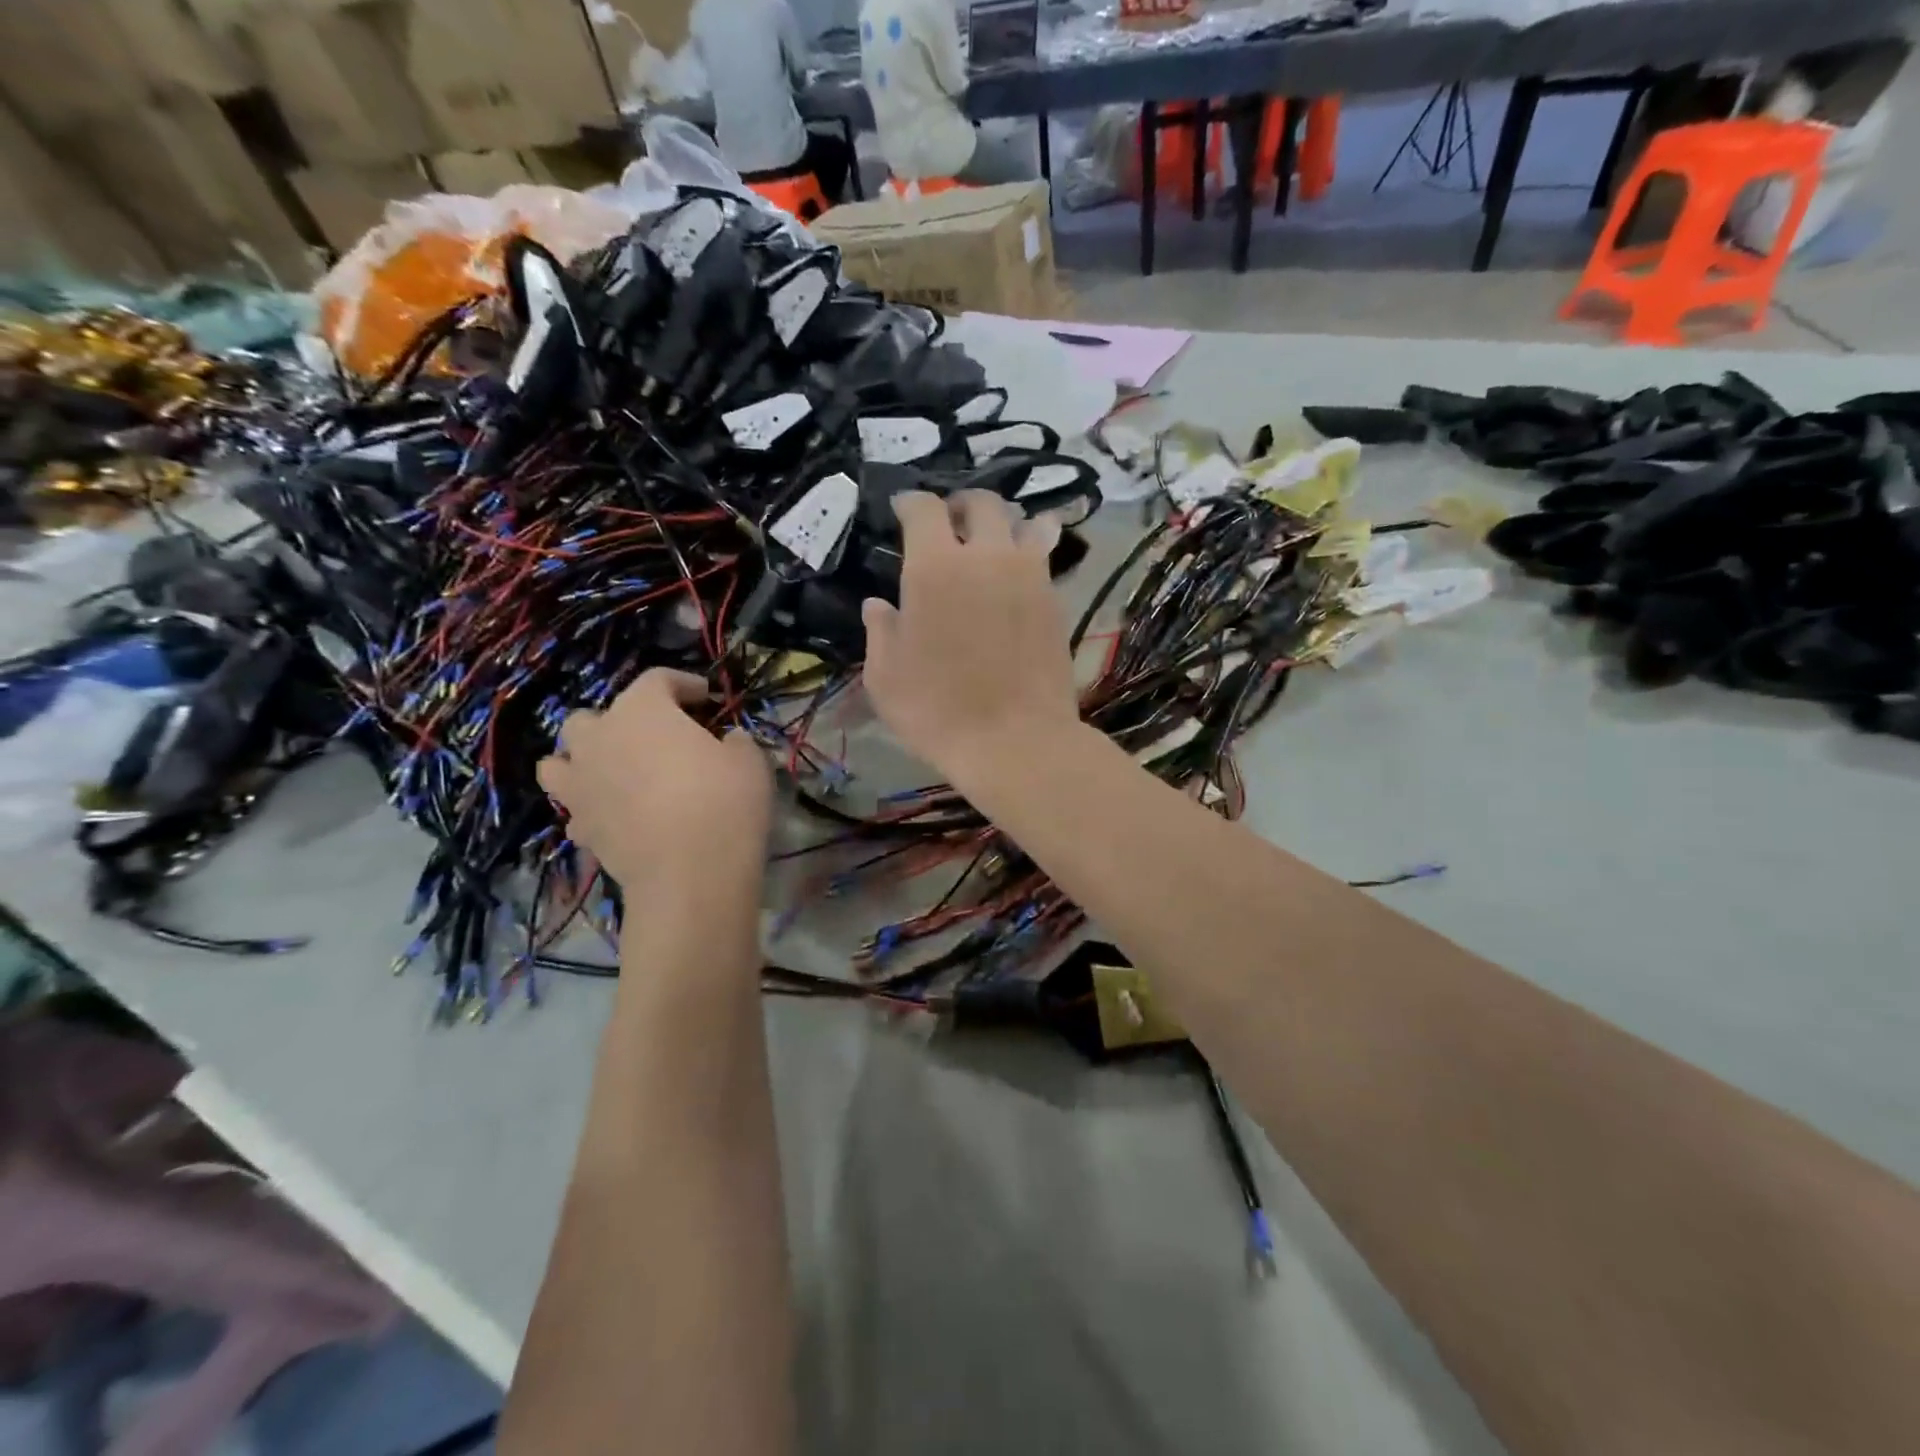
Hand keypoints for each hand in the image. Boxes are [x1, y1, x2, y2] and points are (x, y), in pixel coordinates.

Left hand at [537, 670, 772, 903]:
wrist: (689, 873)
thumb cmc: (724, 801)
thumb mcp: (749, 760)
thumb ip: (735, 740)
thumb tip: (727, 741)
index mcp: (642, 709)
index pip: (657, 679)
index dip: (684, 683)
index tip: (705, 697)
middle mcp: (600, 737)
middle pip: (594, 715)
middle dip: (622, 721)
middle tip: (656, 737)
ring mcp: (581, 783)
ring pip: (560, 758)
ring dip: (585, 758)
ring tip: (614, 770)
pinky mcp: (579, 825)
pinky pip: (574, 804)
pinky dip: (590, 803)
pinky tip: (616, 813)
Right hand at [862, 491, 1082, 784]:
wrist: (1015, 742)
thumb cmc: (937, 711)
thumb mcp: (886, 678)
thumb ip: (880, 632)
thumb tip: (877, 605)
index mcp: (935, 567)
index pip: (925, 509)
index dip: (911, 503)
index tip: (903, 510)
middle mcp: (987, 557)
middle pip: (983, 504)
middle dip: (962, 505)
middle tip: (951, 523)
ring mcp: (1029, 576)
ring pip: (1025, 524)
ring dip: (1006, 524)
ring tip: (994, 542)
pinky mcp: (1056, 600)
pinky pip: (1045, 559)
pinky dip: (1030, 554)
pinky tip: (1018, 577)